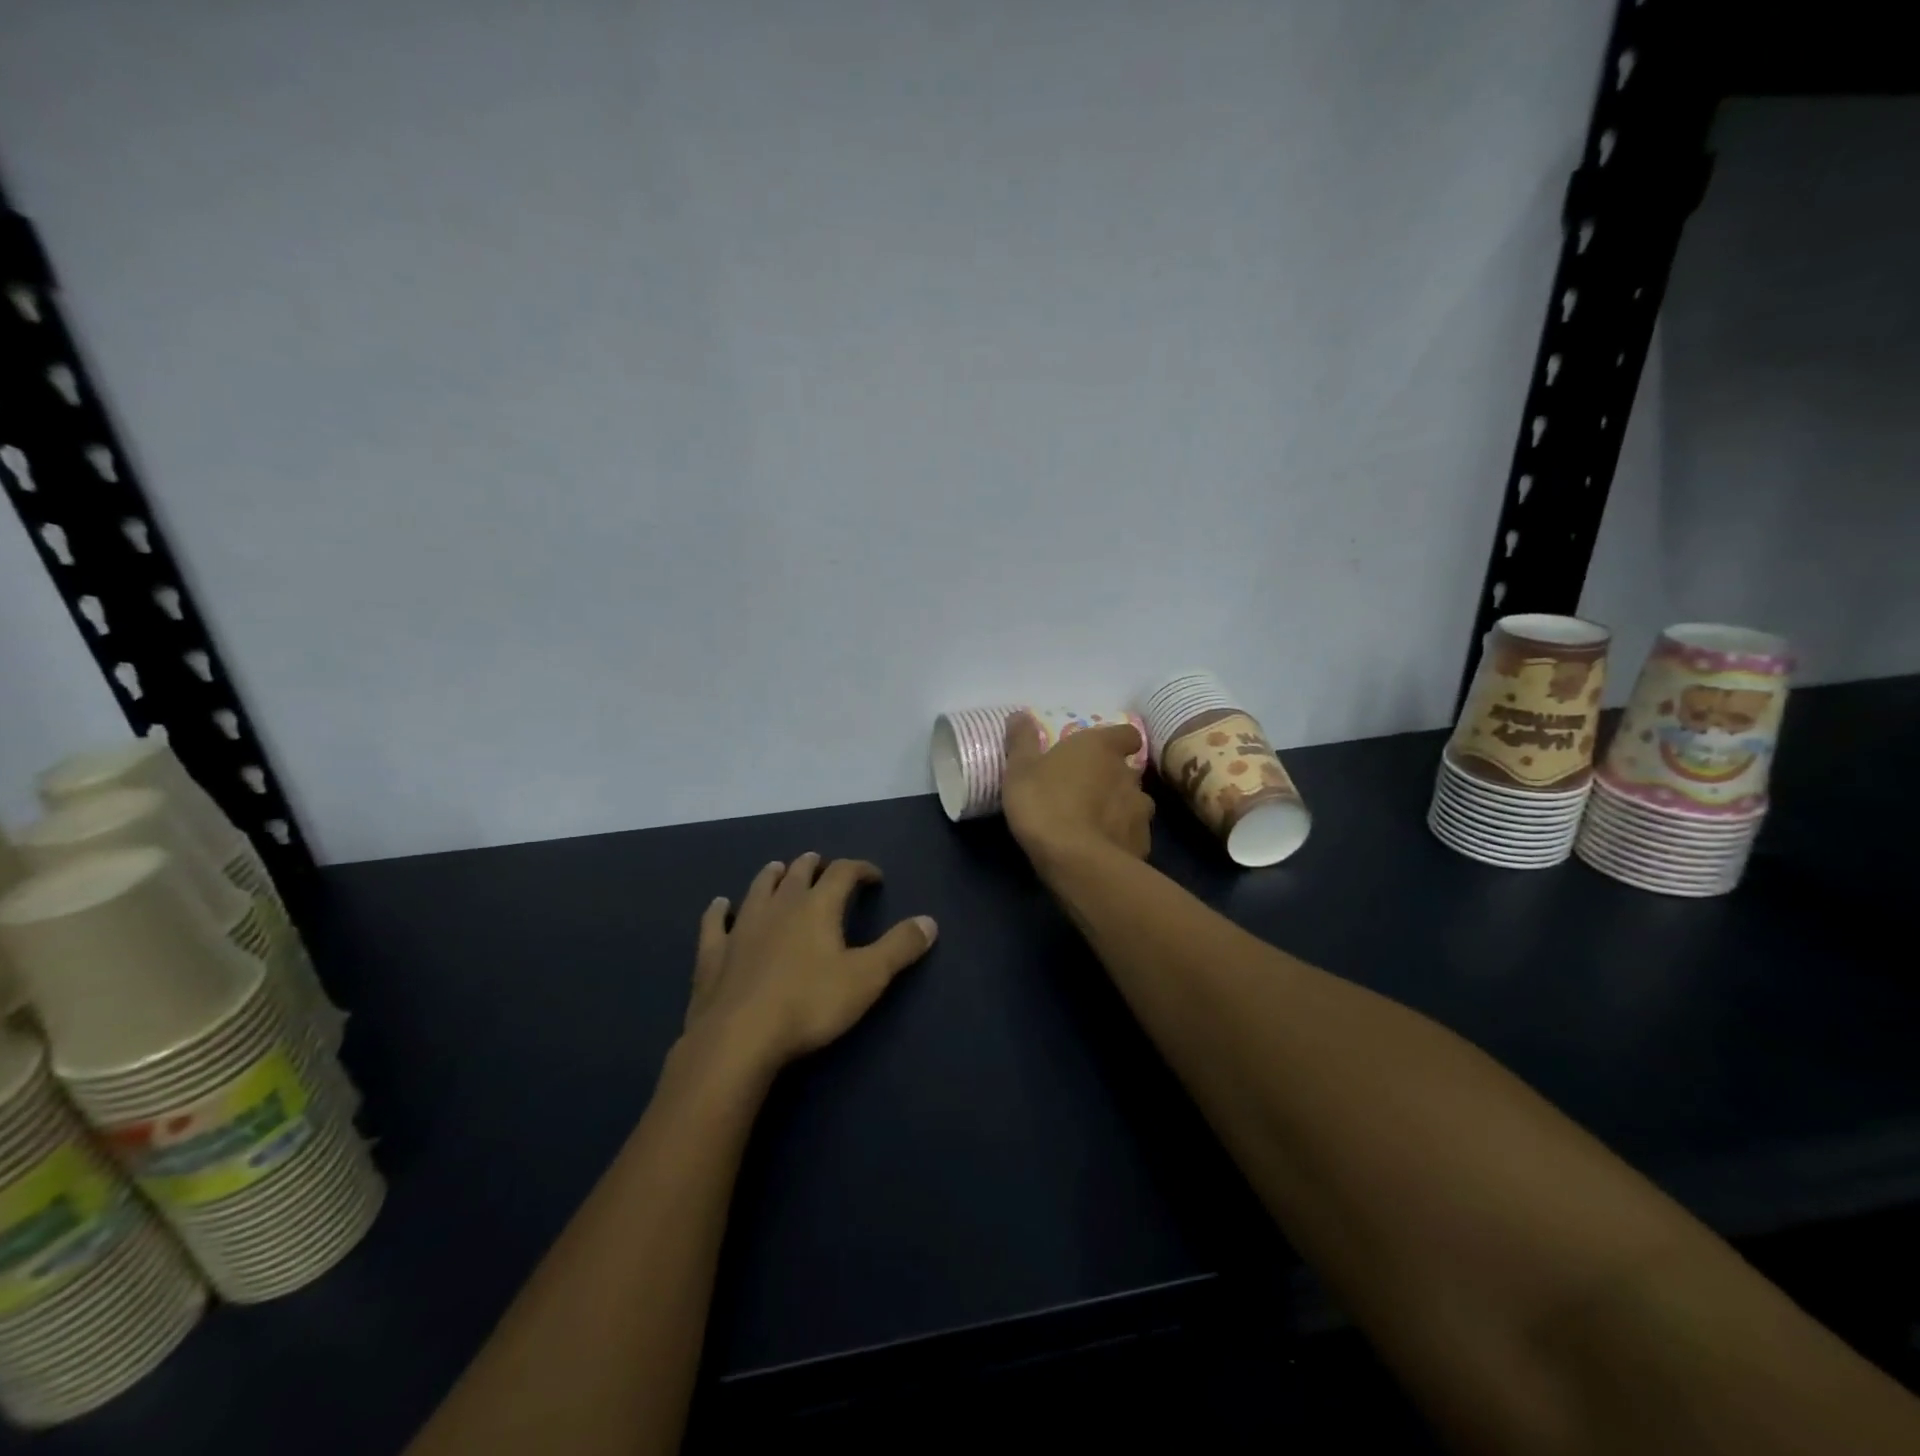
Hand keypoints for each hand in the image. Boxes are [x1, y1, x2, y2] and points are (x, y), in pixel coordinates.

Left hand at [683, 854, 935, 1073]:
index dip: (860, 869)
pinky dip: (719, 910)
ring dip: (772, 876)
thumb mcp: (866, 978)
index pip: (843, 873)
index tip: (874, 876)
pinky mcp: (713, 953)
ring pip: (758, 888)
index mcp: (817, 907)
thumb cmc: (809, 1005)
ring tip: (778, 869)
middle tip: (821, 863)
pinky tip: (720, 905)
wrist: (738, 1038)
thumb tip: (930, 921)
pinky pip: (715, 923)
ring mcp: (742, 927)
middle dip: (813, 865)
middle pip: (797, 873)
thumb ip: (899, 947)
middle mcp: (779, 906)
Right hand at [1001, 712, 1153, 868]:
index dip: (1116, 742)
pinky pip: (1132, 835)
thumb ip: (1022, 741)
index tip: (1100, 751)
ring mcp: (1141, 810)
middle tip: (1085, 791)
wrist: (1076, 861)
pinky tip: (1101, 850)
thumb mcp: (1020, 770)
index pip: (1127, 734)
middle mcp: (1129, 774)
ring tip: (1094, 824)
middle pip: (1127, 770)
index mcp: (1101, 748)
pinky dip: (1120, 838)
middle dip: (1111, 779)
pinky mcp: (1143, 843)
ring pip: (1134, 803)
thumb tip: (1019, 714)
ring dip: (1118, 809)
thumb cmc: (1045, 804)